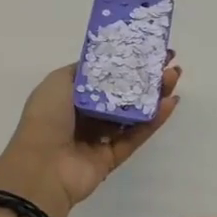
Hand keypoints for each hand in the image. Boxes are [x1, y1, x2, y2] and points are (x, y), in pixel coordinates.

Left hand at [0, 58, 180, 216]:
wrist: (42, 167)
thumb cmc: (46, 118)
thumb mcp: (58, 82)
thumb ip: (83, 70)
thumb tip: (104, 62)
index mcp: (69, 95)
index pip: (103, 74)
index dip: (124, 60)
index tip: (147, 48)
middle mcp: (85, 114)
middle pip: (121, 92)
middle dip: (144, 76)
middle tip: (168, 61)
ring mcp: (99, 137)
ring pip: (132, 113)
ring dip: (153, 95)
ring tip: (174, 76)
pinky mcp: (112, 157)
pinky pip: (136, 136)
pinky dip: (154, 121)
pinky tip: (170, 103)